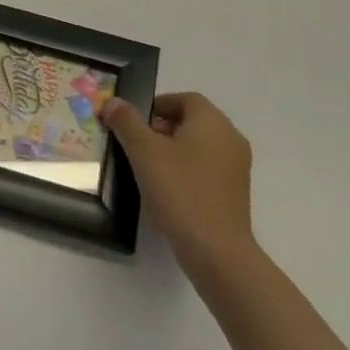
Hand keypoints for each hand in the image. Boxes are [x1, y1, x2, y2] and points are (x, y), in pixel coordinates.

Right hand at [102, 92, 256, 279]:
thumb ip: (126, 122)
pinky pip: (207, 168)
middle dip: (161, 128)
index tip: (133, 123)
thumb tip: (112, 102)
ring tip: (147, 169)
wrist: (216, 250)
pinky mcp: (235, 192)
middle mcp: (230, 137)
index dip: (156, 105)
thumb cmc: (179, 191)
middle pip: (192, 121)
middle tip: (135, 145)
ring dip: (173, 150)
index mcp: (212, 121)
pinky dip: (187, 170)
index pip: (184, 99)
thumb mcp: (144, 152)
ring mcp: (237, 166)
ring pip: (199, 145)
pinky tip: (168, 190)